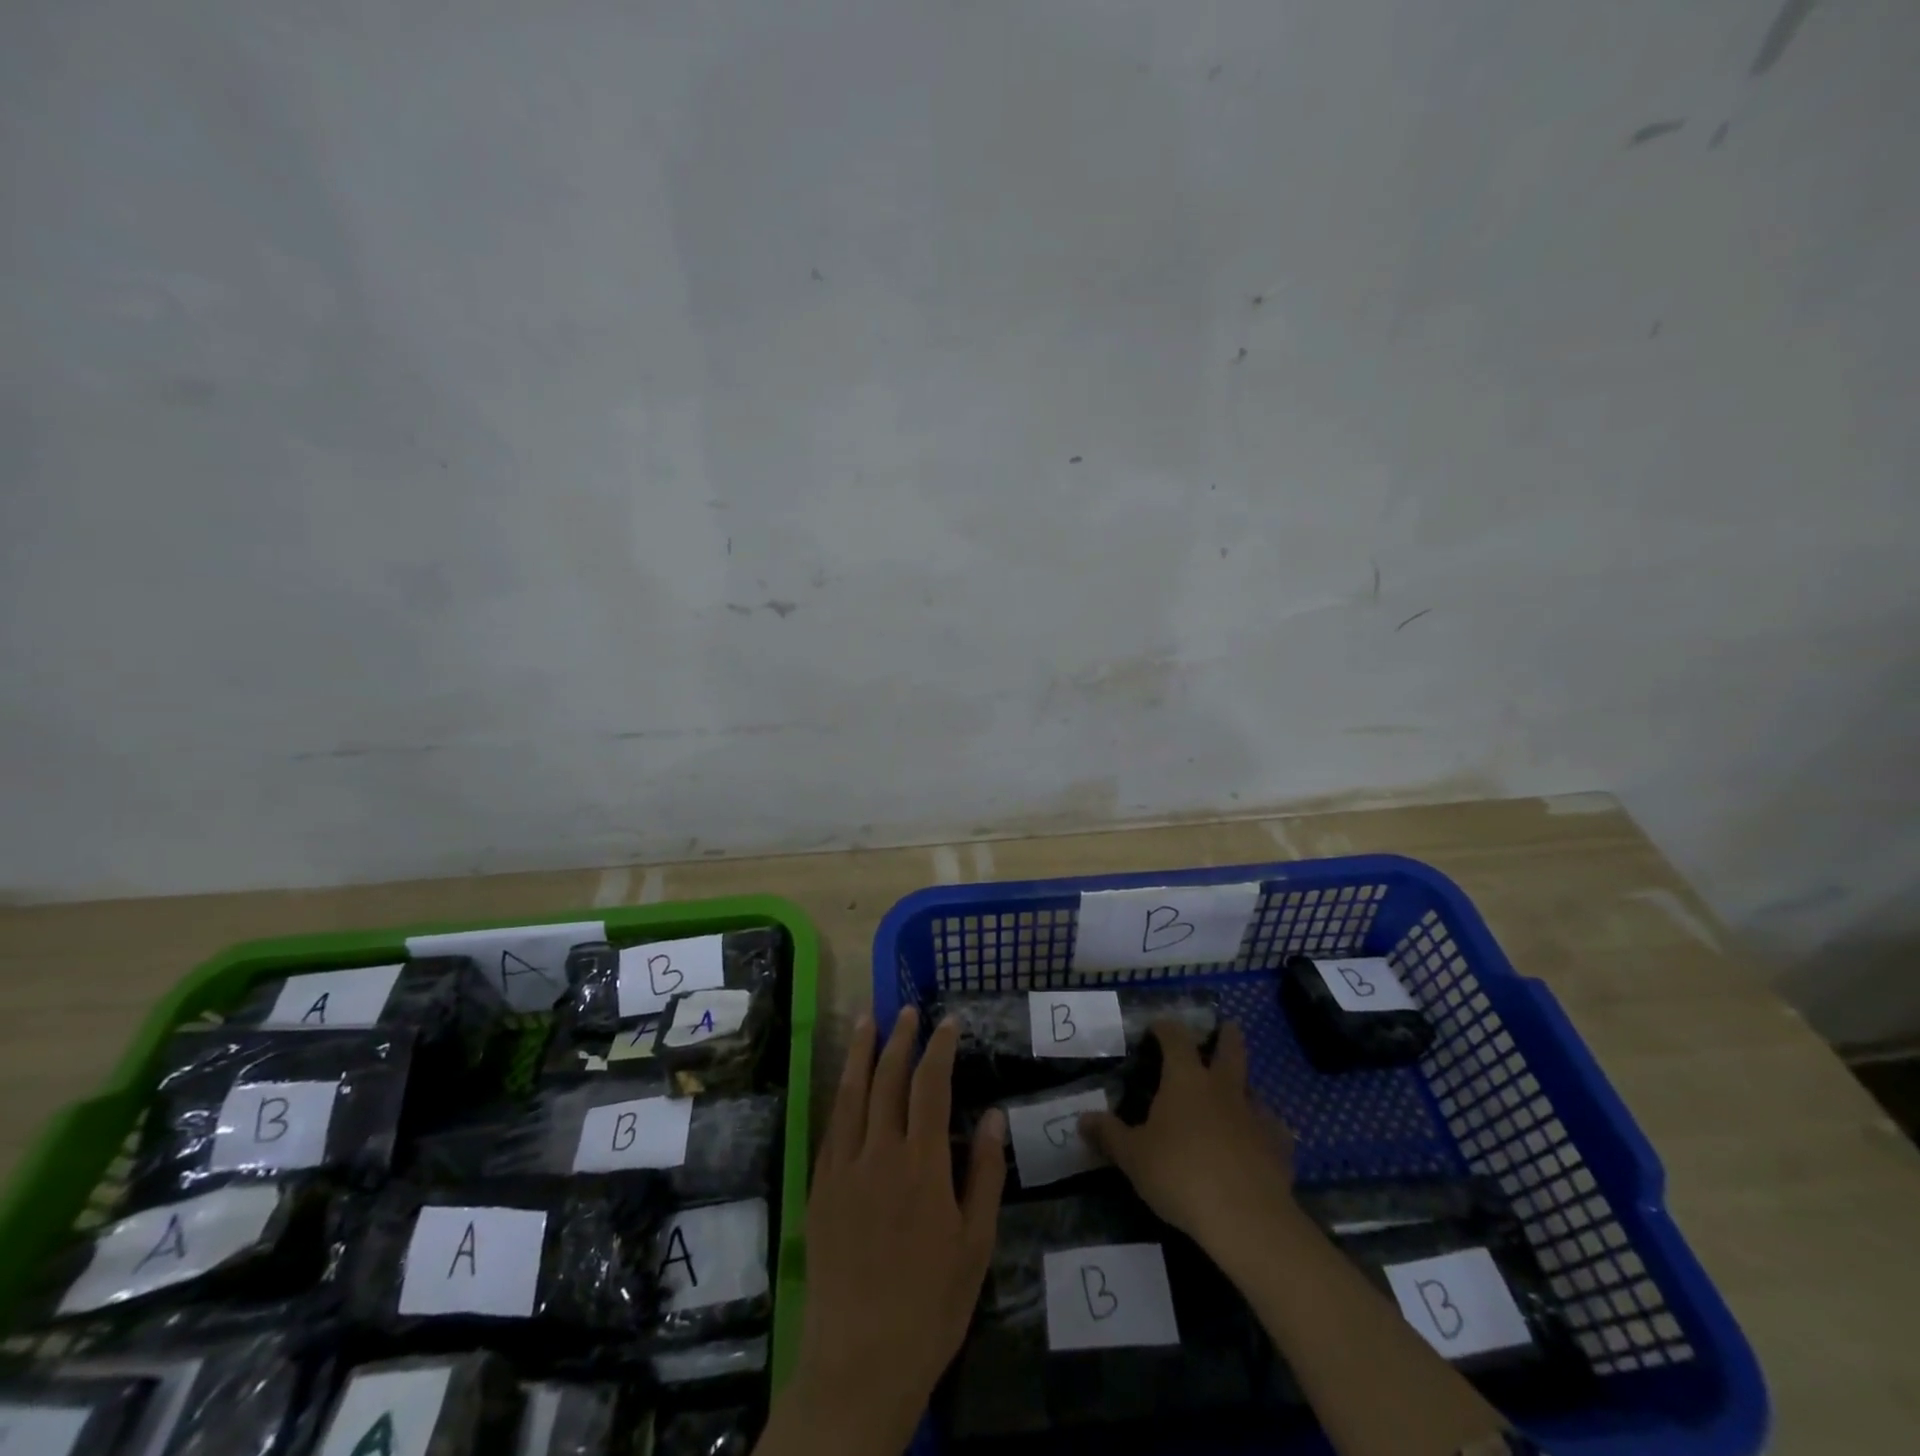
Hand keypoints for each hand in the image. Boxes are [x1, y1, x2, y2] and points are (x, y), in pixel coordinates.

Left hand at [769, 1008, 1006, 1455]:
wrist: (859, 1362)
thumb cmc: (930, 1305)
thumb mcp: (975, 1244)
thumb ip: (985, 1174)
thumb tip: (992, 1115)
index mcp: (922, 1165)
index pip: (930, 1087)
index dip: (939, 1049)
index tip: (947, 1022)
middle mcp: (879, 1154)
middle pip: (887, 1080)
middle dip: (899, 1039)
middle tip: (906, 1010)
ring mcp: (843, 1169)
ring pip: (851, 1094)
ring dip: (860, 1053)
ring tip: (866, 1020)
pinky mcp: (820, 1189)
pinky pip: (831, 1127)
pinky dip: (840, 1095)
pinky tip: (844, 1083)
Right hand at [1080, 1019, 1296, 1255]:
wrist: (1247, 1218)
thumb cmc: (1181, 1175)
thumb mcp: (1133, 1157)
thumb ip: (1109, 1135)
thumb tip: (1082, 1118)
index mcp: (1186, 1079)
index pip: (1176, 1038)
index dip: (1166, 1028)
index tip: (1158, 1027)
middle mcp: (1222, 1088)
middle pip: (1230, 1049)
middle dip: (1227, 1036)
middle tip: (1227, 1027)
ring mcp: (1255, 1116)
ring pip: (1253, 1088)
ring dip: (1245, 1086)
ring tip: (1238, 1092)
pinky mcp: (1278, 1148)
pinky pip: (1273, 1129)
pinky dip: (1265, 1129)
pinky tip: (1260, 1140)